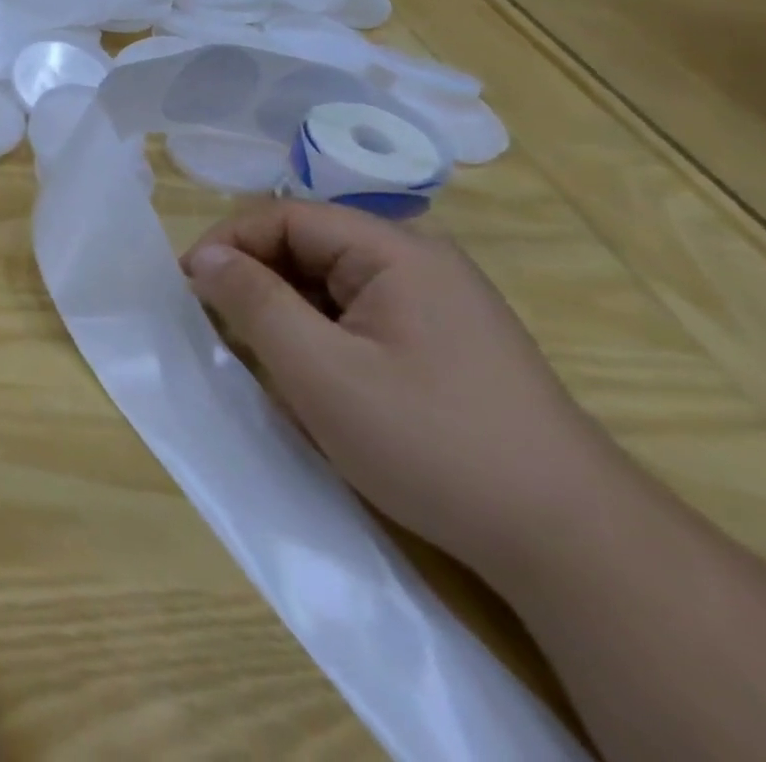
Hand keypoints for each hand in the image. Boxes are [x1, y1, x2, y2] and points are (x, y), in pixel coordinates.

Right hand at [181, 200, 615, 574]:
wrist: (576, 548)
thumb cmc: (431, 443)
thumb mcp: (319, 370)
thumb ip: (253, 301)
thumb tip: (203, 256)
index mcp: (396, 251)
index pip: (286, 217)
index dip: (229, 243)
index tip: (189, 287)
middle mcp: (420, 263)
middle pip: (309, 245)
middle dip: (256, 278)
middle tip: (219, 325)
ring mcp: (439, 303)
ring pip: (331, 282)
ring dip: (286, 309)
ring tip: (260, 355)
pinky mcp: (446, 342)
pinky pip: (359, 314)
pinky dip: (320, 333)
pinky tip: (314, 377)